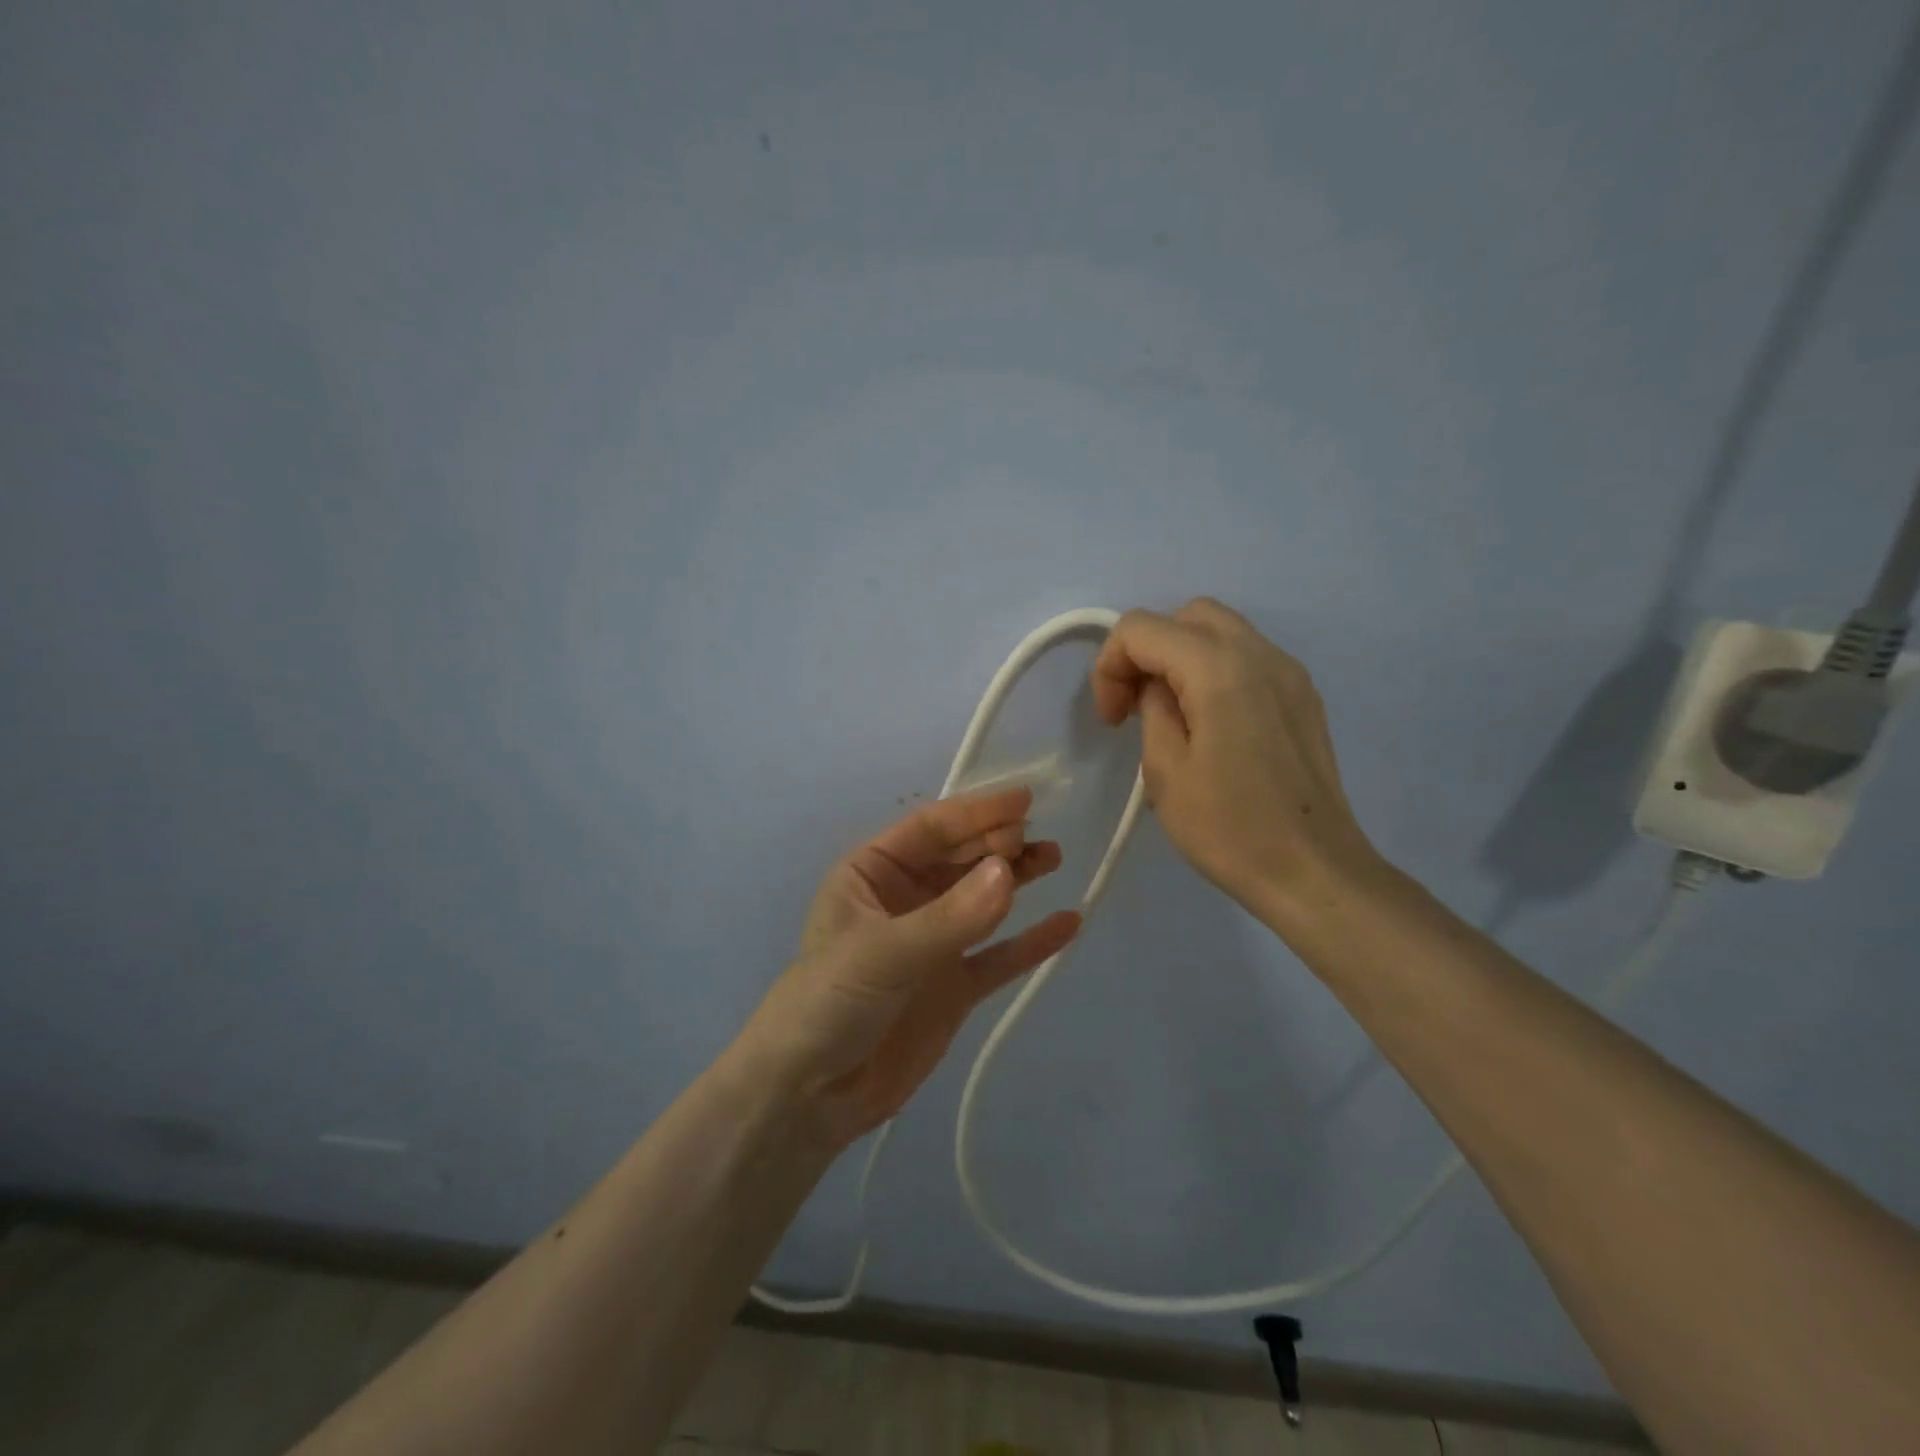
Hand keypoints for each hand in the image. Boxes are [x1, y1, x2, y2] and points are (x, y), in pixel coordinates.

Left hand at [736, 788, 1079, 1150]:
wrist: (807, 1097)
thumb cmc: (829, 1002)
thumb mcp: (883, 952)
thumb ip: (949, 917)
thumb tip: (1010, 871)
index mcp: (872, 874)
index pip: (930, 829)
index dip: (976, 813)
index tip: (1023, 801)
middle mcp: (904, 900)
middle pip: (960, 859)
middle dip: (997, 844)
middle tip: (1038, 839)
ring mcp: (932, 944)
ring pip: (983, 900)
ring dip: (1017, 878)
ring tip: (1054, 857)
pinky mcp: (953, 987)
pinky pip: (998, 956)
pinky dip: (1031, 941)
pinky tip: (1068, 923)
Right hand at [1090, 598, 1380, 919]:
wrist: (1314, 872)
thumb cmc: (1230, 828)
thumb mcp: (1166, 770)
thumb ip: (1152, 709)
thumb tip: (1157, 689)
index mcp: (1219, 668)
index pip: (1142, 628)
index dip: (1110, 666)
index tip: (1113, 719)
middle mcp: (1261, 654)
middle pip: (1186, 616)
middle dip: (1147, 650)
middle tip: (1135, 705)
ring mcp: (1290, 673)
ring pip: (1221, 631)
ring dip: (1181, 658)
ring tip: (1170, 714)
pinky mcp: (1304, 697)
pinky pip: (1248, 659)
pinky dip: (1214, 671)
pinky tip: (1210, 724)